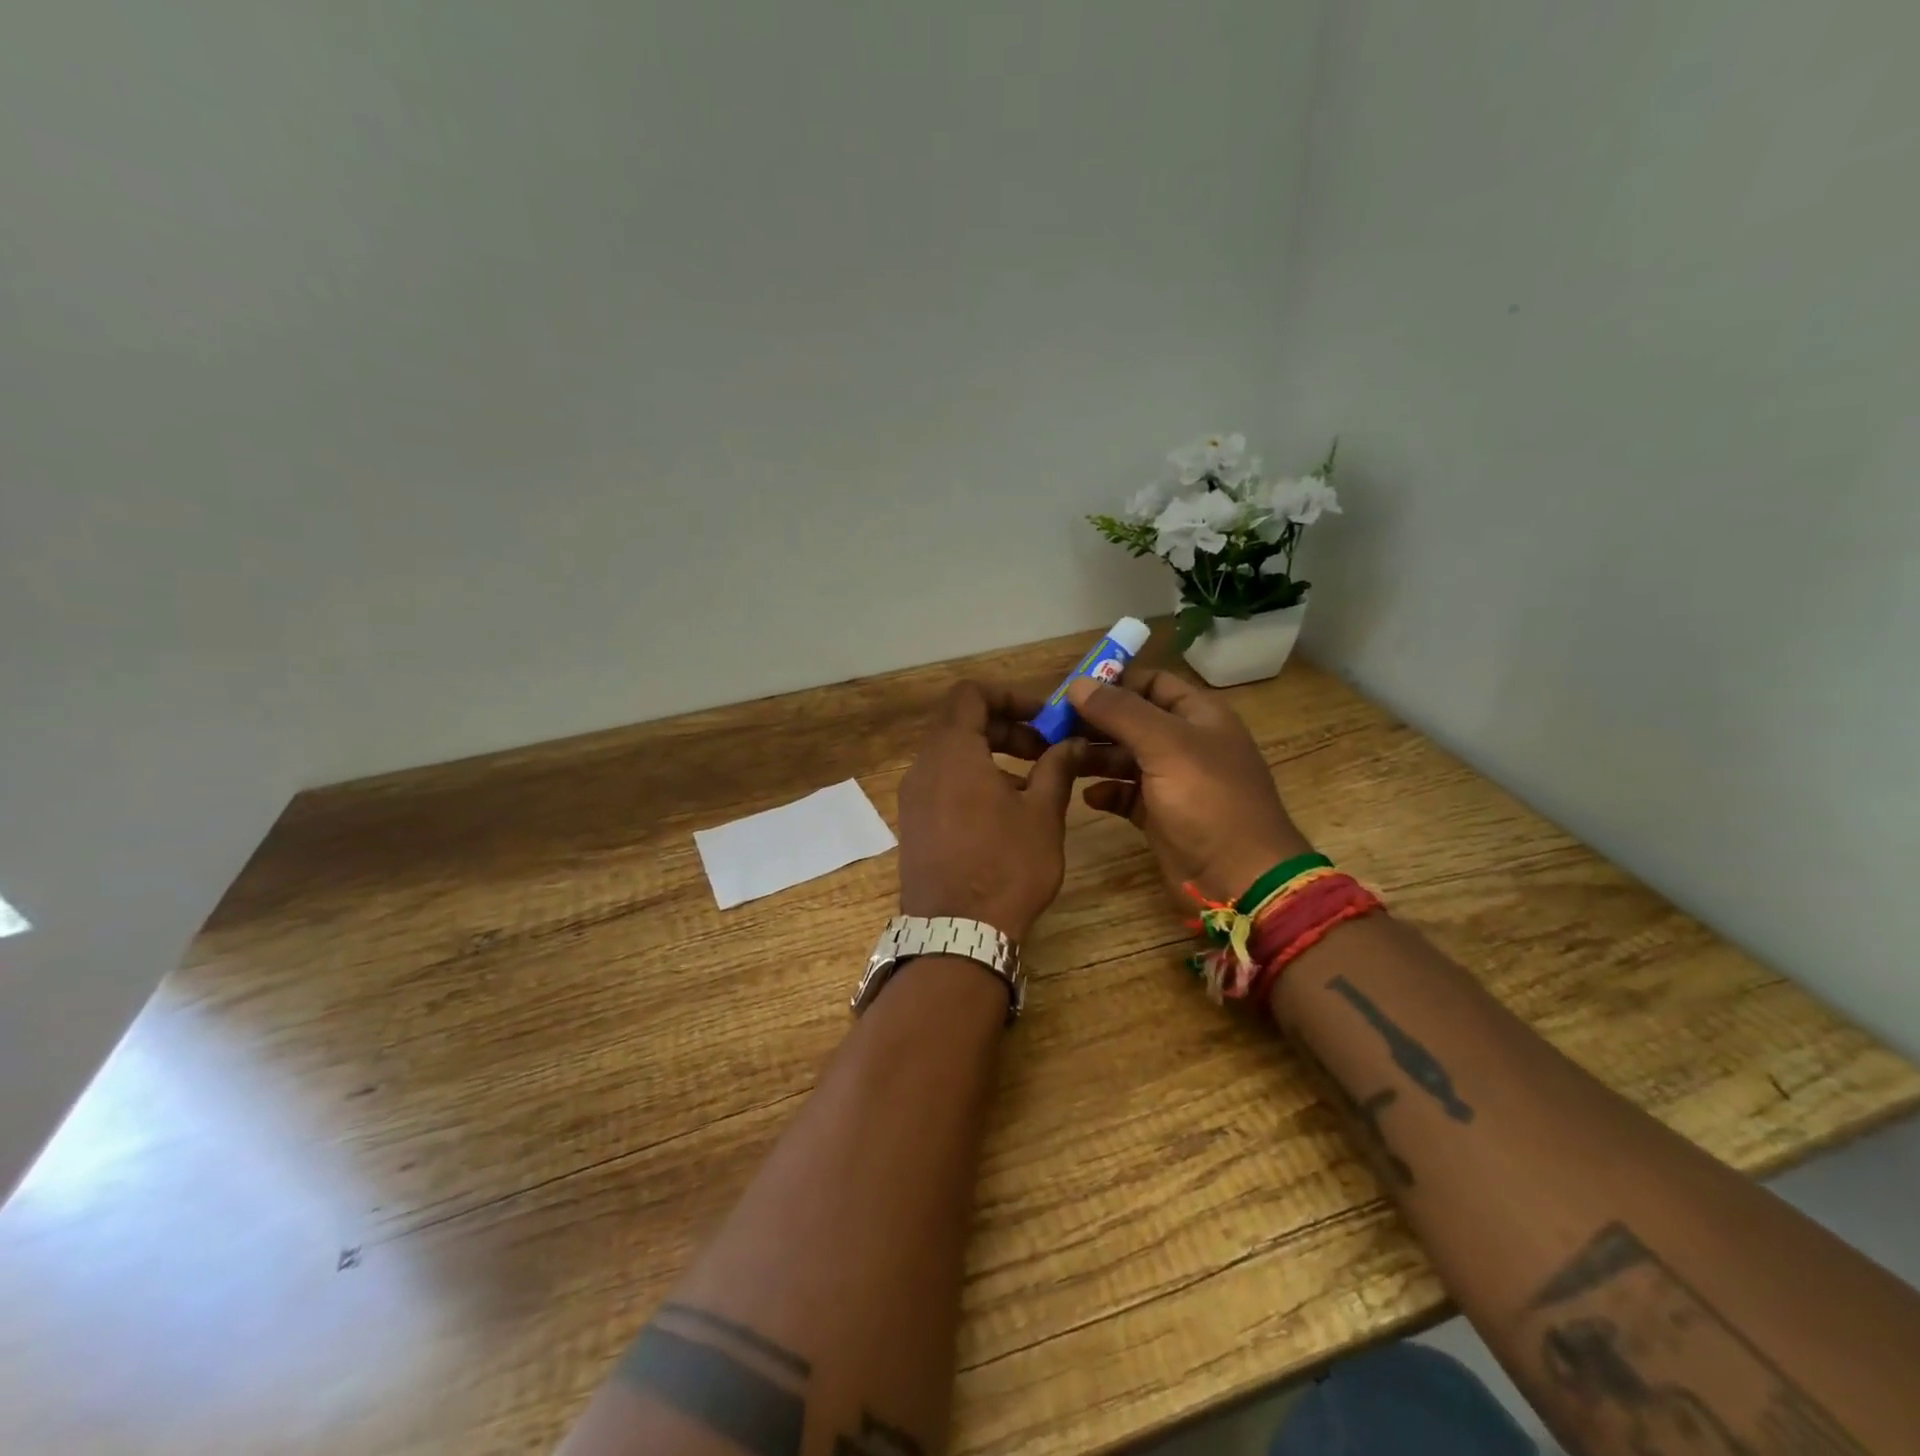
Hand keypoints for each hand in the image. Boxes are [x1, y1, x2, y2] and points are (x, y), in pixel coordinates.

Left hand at [896, 682, 1083, 942]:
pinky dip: (973, 780)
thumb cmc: (1006, 866)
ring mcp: (913, 798)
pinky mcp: (913, 824)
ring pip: (952, 755)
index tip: (1043, 717)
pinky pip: (942, 783)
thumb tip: (1071, 743)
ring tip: (1033, 783)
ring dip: (992, 756)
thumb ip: (1057, 768)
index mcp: (952, 752)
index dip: (1009, 695)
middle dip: (1006, 728)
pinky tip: (1005, 811)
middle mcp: (924, 767)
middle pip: (961, 723)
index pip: (970, 694)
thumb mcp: (1043, 813)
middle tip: (1046, 751)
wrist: (956, 933)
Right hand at [1066, 669, 1309, 904]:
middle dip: (1095, 721)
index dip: (1114, 681)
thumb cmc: (1208, 801)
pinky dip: (1107, 791)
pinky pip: (1127, 794)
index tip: (1070, 689)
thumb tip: (1077, 684)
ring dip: (1095, 756)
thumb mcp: (1165, 746)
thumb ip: (1120, 712)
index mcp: (1199, 716)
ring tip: (1059, 759)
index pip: (1152, 683)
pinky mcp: (1161, 816)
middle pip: (1133, 720)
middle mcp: (1186, 743)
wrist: (1240, 880)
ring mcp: (1174, 782)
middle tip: (1051, 727)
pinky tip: (1087, 796)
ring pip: (1126, 758)